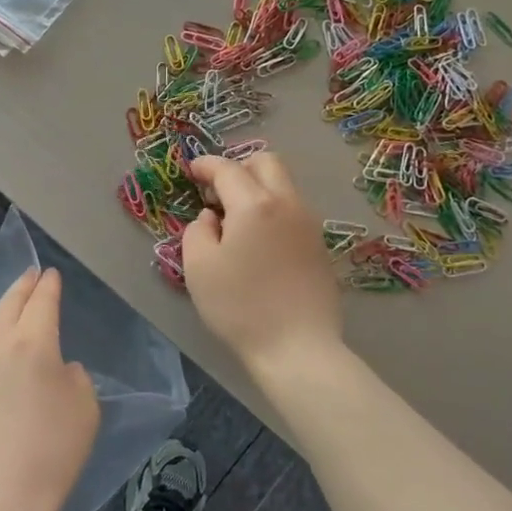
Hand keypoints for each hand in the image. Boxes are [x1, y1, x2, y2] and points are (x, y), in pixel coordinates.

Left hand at [0, 268, 99, 510]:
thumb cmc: (53, 449)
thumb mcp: (85, 408)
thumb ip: (74, 377)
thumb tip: (58, 370)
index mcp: (32, 343)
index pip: (41, 302)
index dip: (48, 286)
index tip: (51, 274)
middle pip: (9, 306)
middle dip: (22, 287)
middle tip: (32, 275)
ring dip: (8, 316)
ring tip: (20, 313)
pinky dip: (0, 346)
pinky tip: (8, 359)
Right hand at [182, 153, 342, 373]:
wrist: (297, 347)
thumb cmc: (240, 306)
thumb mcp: (199, 267)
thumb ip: (198, 231)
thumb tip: (211, 218)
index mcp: (255, 205)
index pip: (228, 169)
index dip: (206, 165)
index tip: (192, 170)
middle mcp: (287, 204)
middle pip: (267, 163)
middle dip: (239, 166)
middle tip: (217, 190)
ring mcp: (309, 224)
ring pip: (284, 186)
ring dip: (258, 188)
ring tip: (235, 217)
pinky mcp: (319, 246)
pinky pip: (293, 210)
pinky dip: (272, 210)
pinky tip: (258, 240)